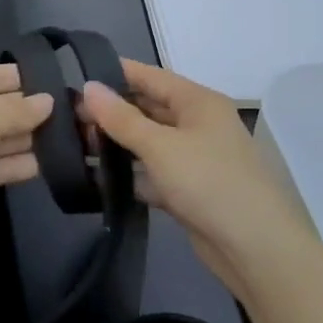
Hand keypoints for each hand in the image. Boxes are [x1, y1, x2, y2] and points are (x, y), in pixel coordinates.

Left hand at [0, 64, 54, 250]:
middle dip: (31, 112)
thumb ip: (17, 109)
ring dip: (30, 139)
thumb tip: (48, 101)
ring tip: (70, 137)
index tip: (60, 83)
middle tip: (75, 113)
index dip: (24, 79)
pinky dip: (19, 164)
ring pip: (1, 138)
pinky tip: (50, 164)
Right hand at [79, 60, 317, 300]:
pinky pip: (150, 172)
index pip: (150, 76)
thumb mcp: (161, 146)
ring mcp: (193, 158)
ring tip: (73, 143)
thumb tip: (88, 87)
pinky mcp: (186, 189)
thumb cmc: (209, 182)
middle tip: (66, 116)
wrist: (255, 248)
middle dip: (110, 111)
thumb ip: (121, 118)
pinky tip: (95, 176)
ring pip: (147, 141)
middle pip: (147, 108)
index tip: (75, 76)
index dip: (115, 73)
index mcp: (198, 102)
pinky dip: (127, 173)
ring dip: (115, 143)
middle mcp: (197, 124)